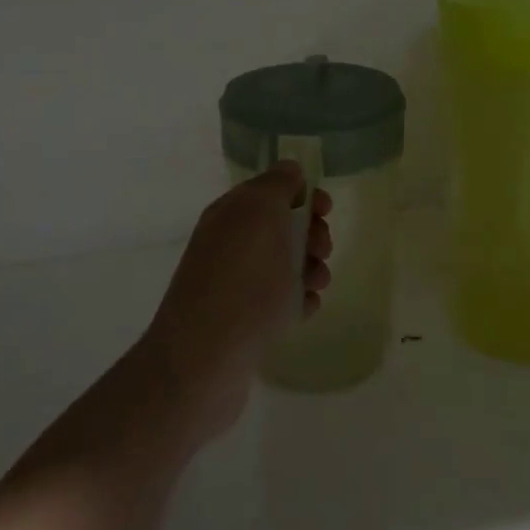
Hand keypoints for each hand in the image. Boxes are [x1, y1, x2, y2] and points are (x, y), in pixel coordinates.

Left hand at [140, 163, 332, 439]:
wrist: (204, 360)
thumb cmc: (242, 282)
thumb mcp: (261, 215)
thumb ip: (277, 185)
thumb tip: (288, 169)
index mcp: (230, 214)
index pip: (271, 189)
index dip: (302, 194)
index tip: (325, 210)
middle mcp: (228, 243)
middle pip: (282, 227)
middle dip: (311, 234)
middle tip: (321, 251)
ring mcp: (233, 283)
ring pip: (284, 265)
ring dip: (310, 269)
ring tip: (317, 286)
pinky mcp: (242, 320)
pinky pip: (279, 300)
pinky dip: (297, 301)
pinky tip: (304, 312)